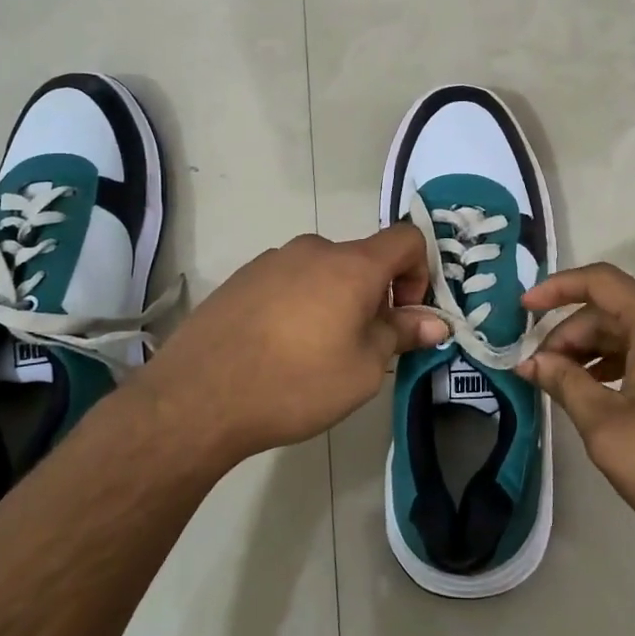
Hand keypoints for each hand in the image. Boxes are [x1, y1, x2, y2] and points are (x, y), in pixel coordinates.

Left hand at [138, 226, 447, 466]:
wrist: (198, 396)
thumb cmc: (296, 383)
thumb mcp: (363, 369)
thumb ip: (402, 334)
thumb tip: (436, 321)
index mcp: (352, 265)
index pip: (406, 239)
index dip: (419, 272)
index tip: (404, 316)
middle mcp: (313, 249)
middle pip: (362, 259)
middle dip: (375, 295)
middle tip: (362, 346)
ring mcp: (272, 260)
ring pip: (323, 272)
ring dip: (335, 300)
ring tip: (315, 353)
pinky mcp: (242, 278)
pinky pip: (288, 281)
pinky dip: (300, 304)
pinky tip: (277, 348)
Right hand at [518, 264, 634, 567]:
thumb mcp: (607, 428)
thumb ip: (565, 384)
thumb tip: (532, 361)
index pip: (601, 281)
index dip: (556, 288)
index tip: (522, 310)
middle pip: (615, 309)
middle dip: (571, 333)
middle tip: (538, 369)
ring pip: (634, 331)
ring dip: (593, 350)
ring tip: (562, 384)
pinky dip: (620, 363)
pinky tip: (598, 394)